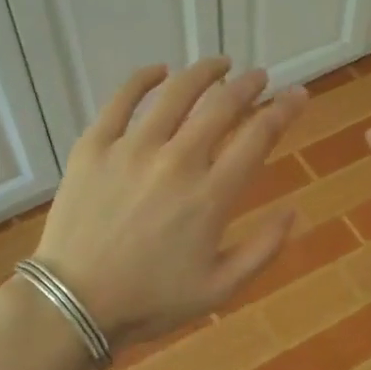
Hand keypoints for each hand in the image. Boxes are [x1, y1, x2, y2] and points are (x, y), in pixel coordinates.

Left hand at [34, 59, 307, 346]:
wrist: (72, 305)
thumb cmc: (150, 301)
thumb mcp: (220, 289)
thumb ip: (263, 249)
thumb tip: (294, 211)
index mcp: (210, 196)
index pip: (258, 137)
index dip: (283, 110)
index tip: (298, 95)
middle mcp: (177, 162)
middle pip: (221, 107)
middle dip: (248, 85)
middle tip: (259, 77)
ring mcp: (132, 149)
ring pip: (176, 93)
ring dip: (204, 73)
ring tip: (220, 64)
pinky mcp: (94, 146)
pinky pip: (121, 99)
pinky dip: (143, 78)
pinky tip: (159, 70)